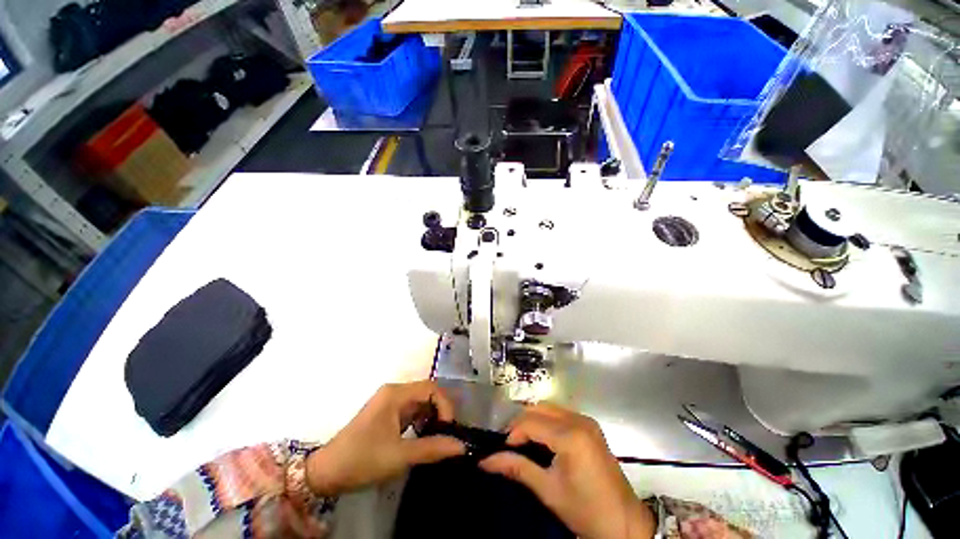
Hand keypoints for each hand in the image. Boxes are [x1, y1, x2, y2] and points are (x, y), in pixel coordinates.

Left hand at [306, 381, 465, 495]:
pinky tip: (423, 438)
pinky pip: (412, 411)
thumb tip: (461, 446)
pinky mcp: (387, 413)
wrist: (326, 473)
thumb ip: (432, 448)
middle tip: (447, 435)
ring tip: (437, 438)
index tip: (449, 429)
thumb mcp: (399, 456)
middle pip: (427, 393)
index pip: (431, 388)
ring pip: (420, 403)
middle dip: (440, 412)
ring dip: (432, 418)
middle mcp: (394, 392)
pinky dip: (422, 422)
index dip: (444, 405)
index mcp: (396, 394)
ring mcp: (390, 402)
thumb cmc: (362, 460)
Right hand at [480, 404, 654, 538]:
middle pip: (539, 409)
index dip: (513, 433)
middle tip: (510, 444)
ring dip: (533, 420)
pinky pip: (561, 414)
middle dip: (521, 423)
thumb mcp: (548, 490)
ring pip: (549, 408)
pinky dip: (546, 421)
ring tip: (523, 441)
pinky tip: (542, 439)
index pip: (531, 422)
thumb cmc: (585, 510)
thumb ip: (517, 468)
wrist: (624, 523)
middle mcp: (578, 420)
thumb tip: (486, 461)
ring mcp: (586, 421)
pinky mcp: (590, 426)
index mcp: (570, 435)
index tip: (502, 450)